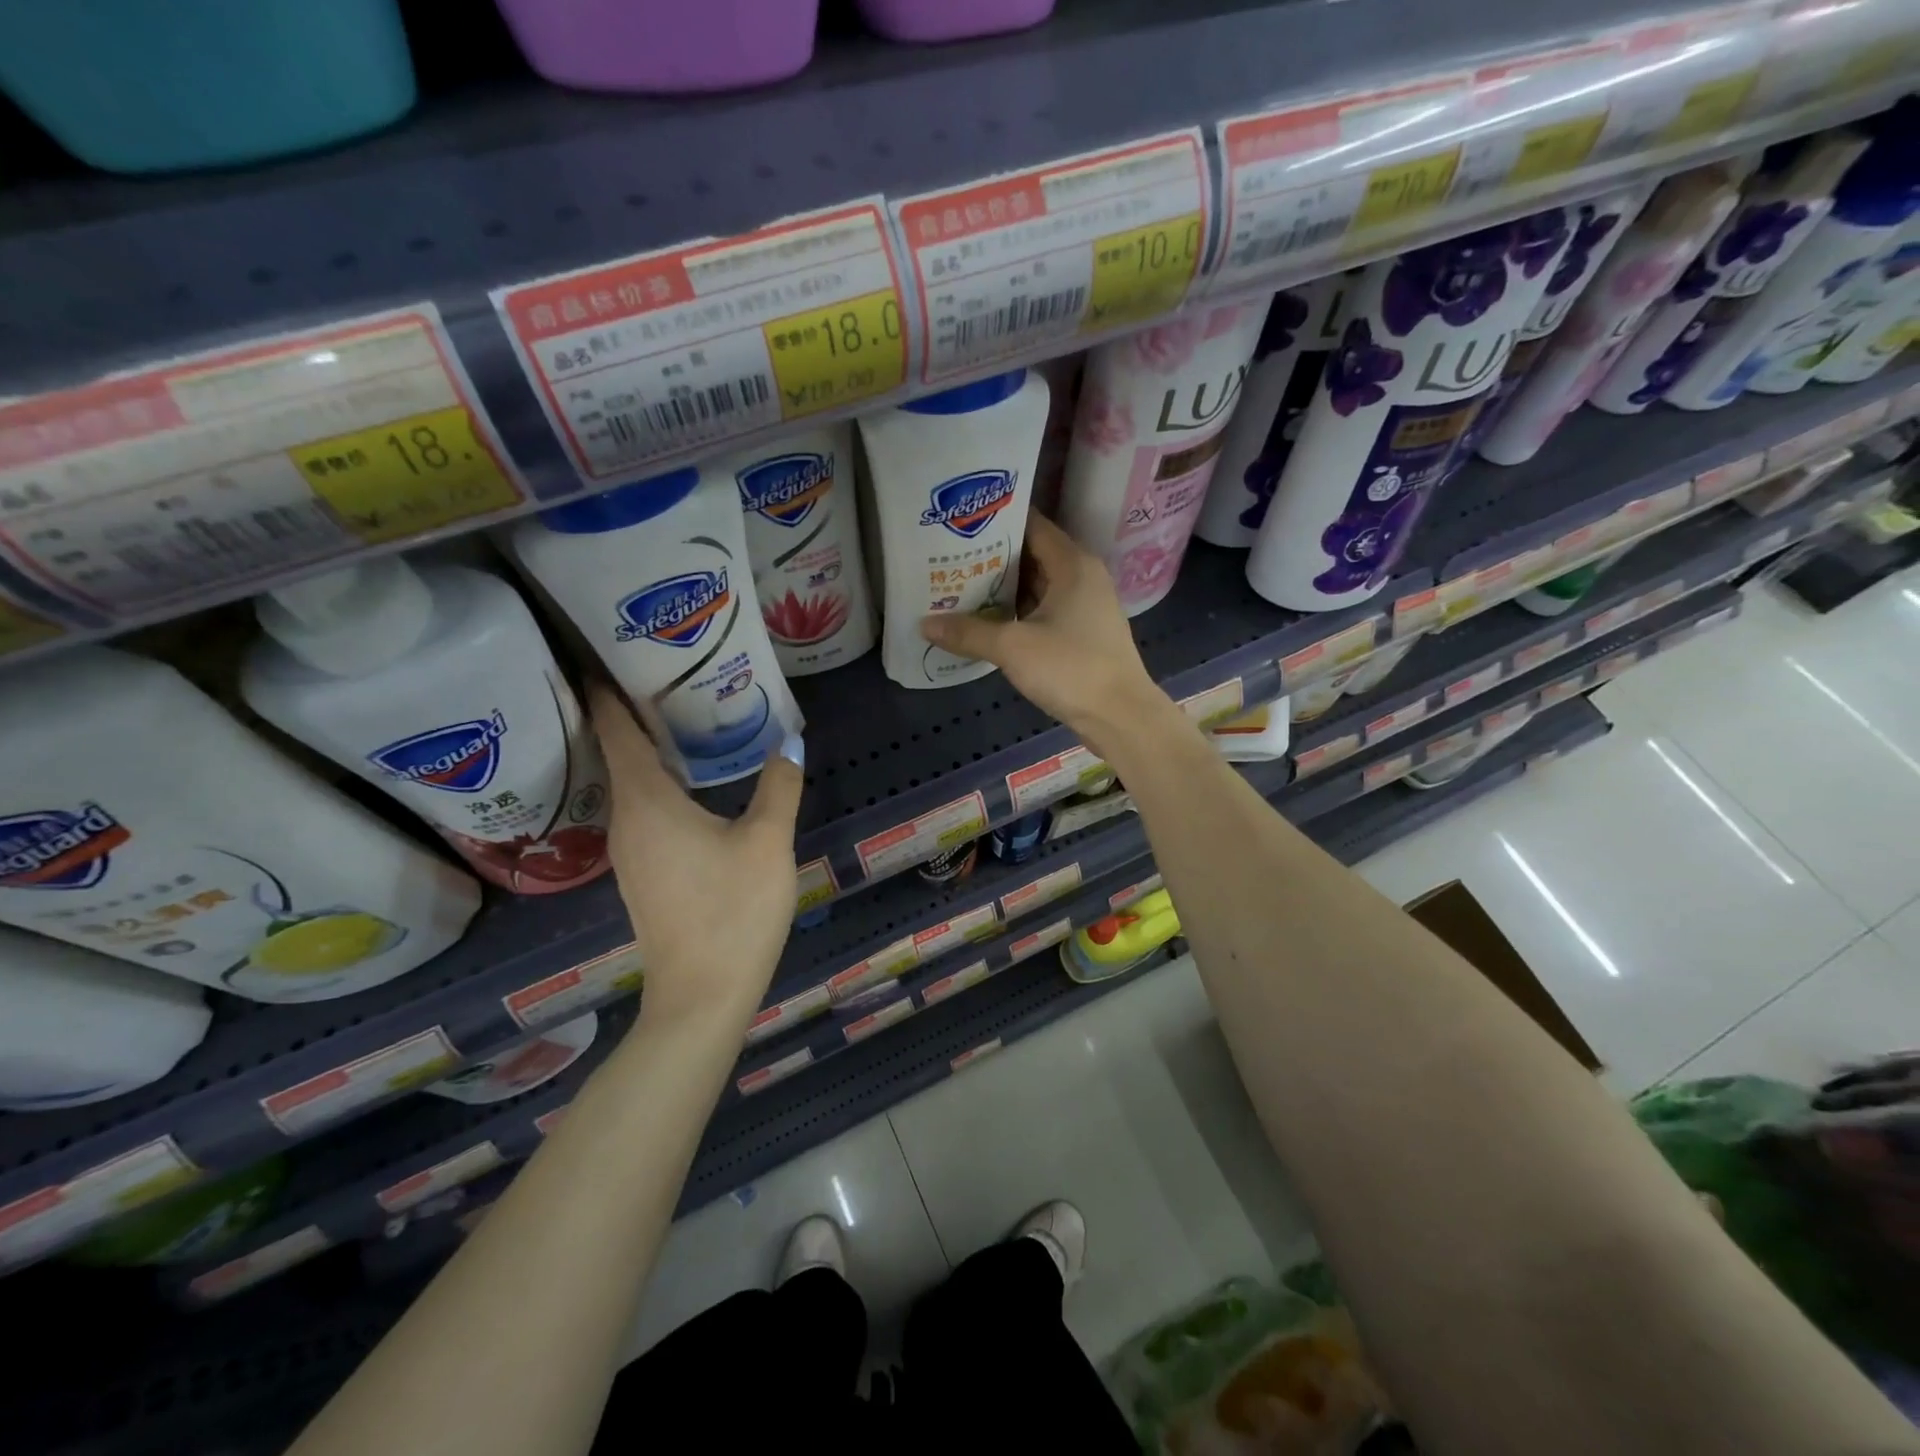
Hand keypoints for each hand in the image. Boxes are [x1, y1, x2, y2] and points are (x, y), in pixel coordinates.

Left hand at [588, 684, 803, 1028]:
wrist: (702, 996)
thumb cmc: (733, 911)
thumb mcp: (767, 842)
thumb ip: (778, 786)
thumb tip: (789, 741)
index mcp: (646, 802)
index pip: (616, 728)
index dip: (607, 687)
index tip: (609, 648)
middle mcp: (625, 820)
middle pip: (618, 751)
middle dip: (634, 709)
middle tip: (666, 670)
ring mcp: (629, 850)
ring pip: (630, 782)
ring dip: (648, 748)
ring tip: (682, 713)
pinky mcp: (642, 872)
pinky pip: (642, 809)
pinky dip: (658, 781)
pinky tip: (691, 778)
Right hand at [919, 514, 1172, 755]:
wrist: (1120, 716)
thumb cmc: (1071, 668)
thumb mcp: (1013, 647)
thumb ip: (969, 632)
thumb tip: (925, 624)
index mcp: (1073, 564)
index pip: (1032, 525)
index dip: (997, 522)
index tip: (961, 523)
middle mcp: (1082, 577)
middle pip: (1032, 556)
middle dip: (992, 558)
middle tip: (949, 557)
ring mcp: (1085, 607)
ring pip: (1037, 587)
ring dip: (1002, 589)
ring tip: (958, 587)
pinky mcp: (1082, 634)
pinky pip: (1043, 612)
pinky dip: (1017, 613)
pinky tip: (986, 622)